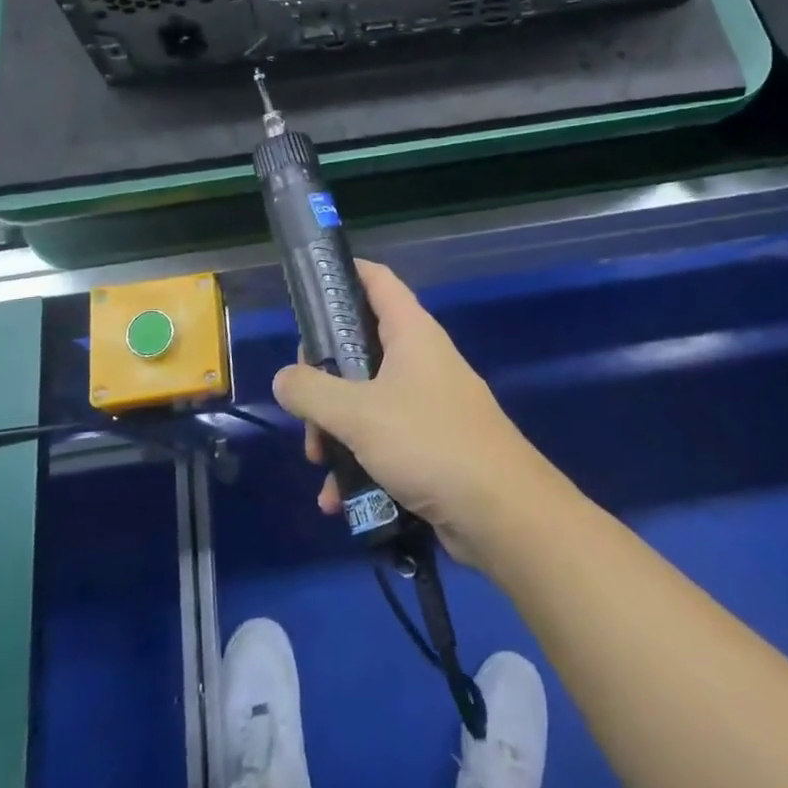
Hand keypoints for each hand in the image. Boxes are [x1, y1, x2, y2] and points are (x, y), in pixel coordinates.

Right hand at [271, 261, 562, 565]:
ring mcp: (428, 402)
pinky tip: (339, 499)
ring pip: (367, 399)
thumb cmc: (429, 442)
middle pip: (360, 346)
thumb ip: (312, 392)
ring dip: (336, 428)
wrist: (503, 513)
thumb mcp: (359, 414)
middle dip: (324, 378)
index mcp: (411, 332)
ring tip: (320, 463)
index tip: (308, 288)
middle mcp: (421, 359)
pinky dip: (359, 461)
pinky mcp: (432, 444)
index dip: (343, 274)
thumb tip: (284, 378)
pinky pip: (384, 440)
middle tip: (303, 405)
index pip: (376, 280)